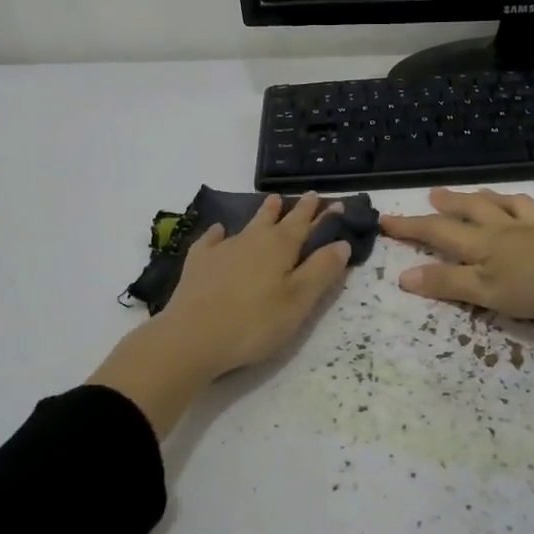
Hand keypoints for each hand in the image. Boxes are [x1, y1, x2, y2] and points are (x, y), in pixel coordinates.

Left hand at [89, 193, 351, 436]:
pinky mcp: (198, 263)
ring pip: (248, 225)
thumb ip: (321, 271)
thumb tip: (342, 242)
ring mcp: (223, 249)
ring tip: (271, 201)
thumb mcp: (298, 302)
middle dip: (295, 209)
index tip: (336, 204)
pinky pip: (211, 240)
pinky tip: (218, 231)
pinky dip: (218, 233)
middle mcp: (253, 239)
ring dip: (263, 214)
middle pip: (278, 219)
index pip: (306, 224)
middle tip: (308, 196)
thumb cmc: (254, 323)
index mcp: (281, 247)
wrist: (191, 337)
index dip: (322, 215)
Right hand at [380, 188, 533, 350]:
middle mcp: (509, 229)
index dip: (411, 227)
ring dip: (497, 199)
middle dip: (452, 204)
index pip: (439, 232)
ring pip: (515, 206)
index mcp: (484, 244)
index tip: (386, 220)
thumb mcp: (485, 291)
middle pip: (476, 210)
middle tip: (435, 194)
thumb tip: (404, 276)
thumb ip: (448, 283)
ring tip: (488, 194)